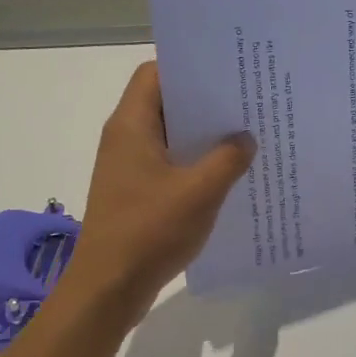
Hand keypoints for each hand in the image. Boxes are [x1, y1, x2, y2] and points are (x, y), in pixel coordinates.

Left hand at [58, 62, 254, 323]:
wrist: (108, 289)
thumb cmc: (149, 231)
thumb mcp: (200, 192)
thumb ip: (228, 159)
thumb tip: (245, 139)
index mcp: (131, 126)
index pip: (154, 73)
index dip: (188, 66)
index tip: (226, 70)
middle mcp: (126, 139)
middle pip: (165, 103)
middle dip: (204, 101)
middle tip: (247, 100)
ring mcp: (129, 167)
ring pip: (170, 136)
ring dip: (203, 136)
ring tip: (246, 134)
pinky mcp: (136, 192)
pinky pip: (169, 164)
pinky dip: (195, 163)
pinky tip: (228, 173)